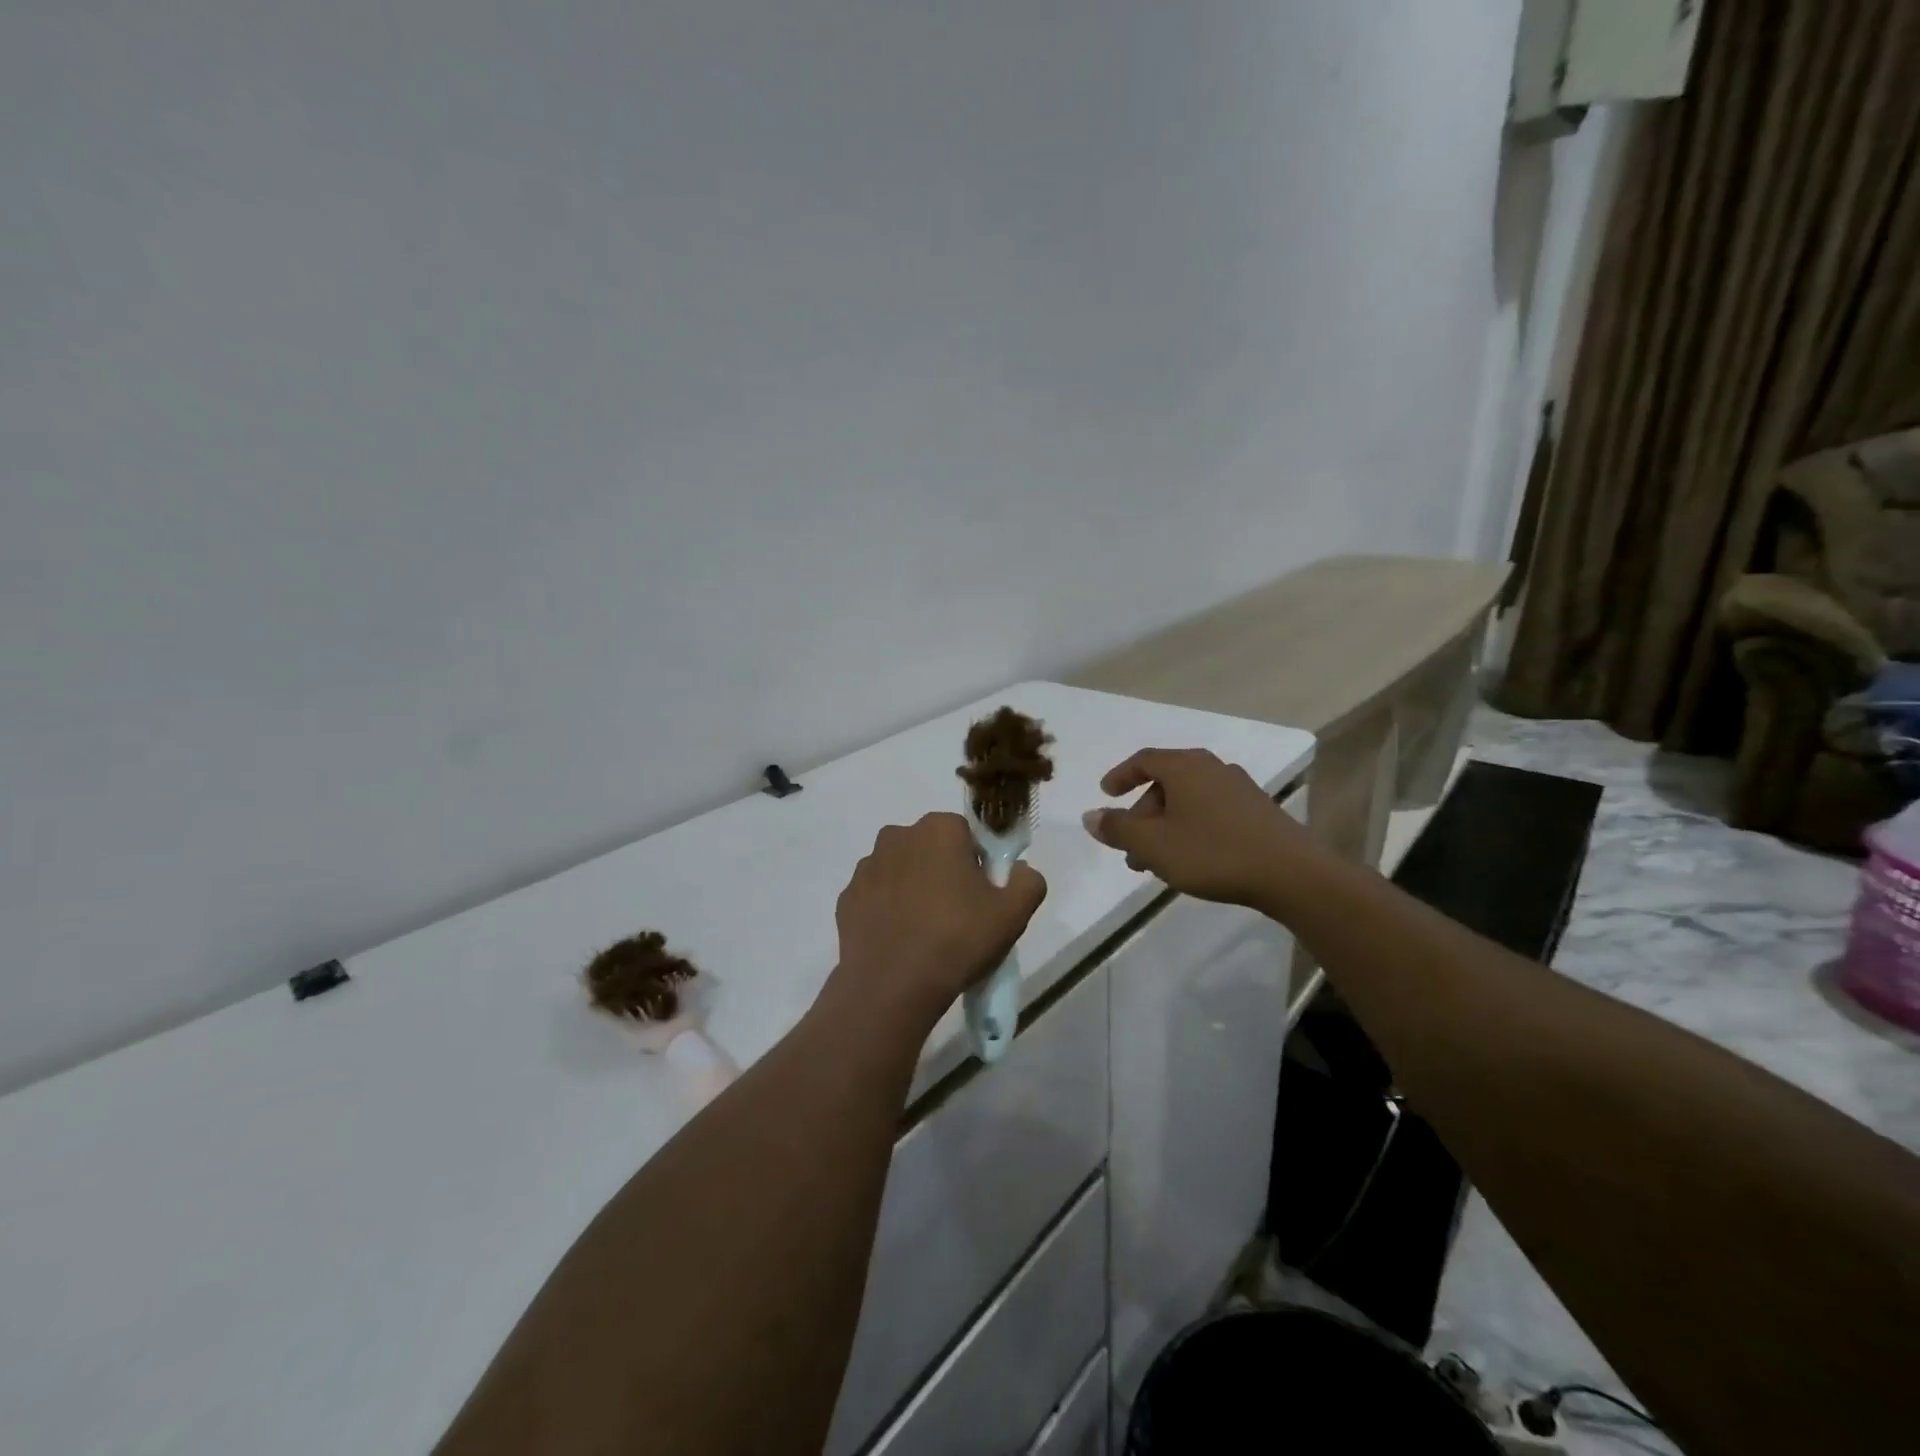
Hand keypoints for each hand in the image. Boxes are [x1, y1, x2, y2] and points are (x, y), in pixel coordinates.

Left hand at [831, 813, 1047, 1030]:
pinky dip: (888, 911)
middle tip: (958, 916)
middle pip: (931, 849)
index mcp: (939, 828)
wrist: (892, 986)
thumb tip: (1021, 871)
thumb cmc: (957, 939)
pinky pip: (877, 897)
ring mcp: (867, 866)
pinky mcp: (847, 897)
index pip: (967, 835)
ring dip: (913, 889)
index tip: (982, 897)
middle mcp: (898, 836)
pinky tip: (900, 941)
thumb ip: (1029, 881)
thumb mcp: (1013, 913)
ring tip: (926, 933)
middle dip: (944, 872)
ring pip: (901, 870)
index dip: (979, 864)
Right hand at [1082, 747, 1312, 906]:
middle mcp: (1212, 768)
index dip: (1120, 775)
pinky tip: (1193, 858)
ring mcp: (1239, 788)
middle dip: (1142, 814)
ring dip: (1166, 826)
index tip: (1106, 794)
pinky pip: (1211, 810)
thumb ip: (1119, 829)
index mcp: (1184, 767)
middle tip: (1130, 849)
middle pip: (1165, 782)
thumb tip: (1090, 816)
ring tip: (1158, 863)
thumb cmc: (1213, 853)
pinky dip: (1191, 827)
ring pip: (1188, 800)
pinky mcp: (1258, 810)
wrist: (1292, 874)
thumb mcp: (1154, 845)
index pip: (1143, 760)